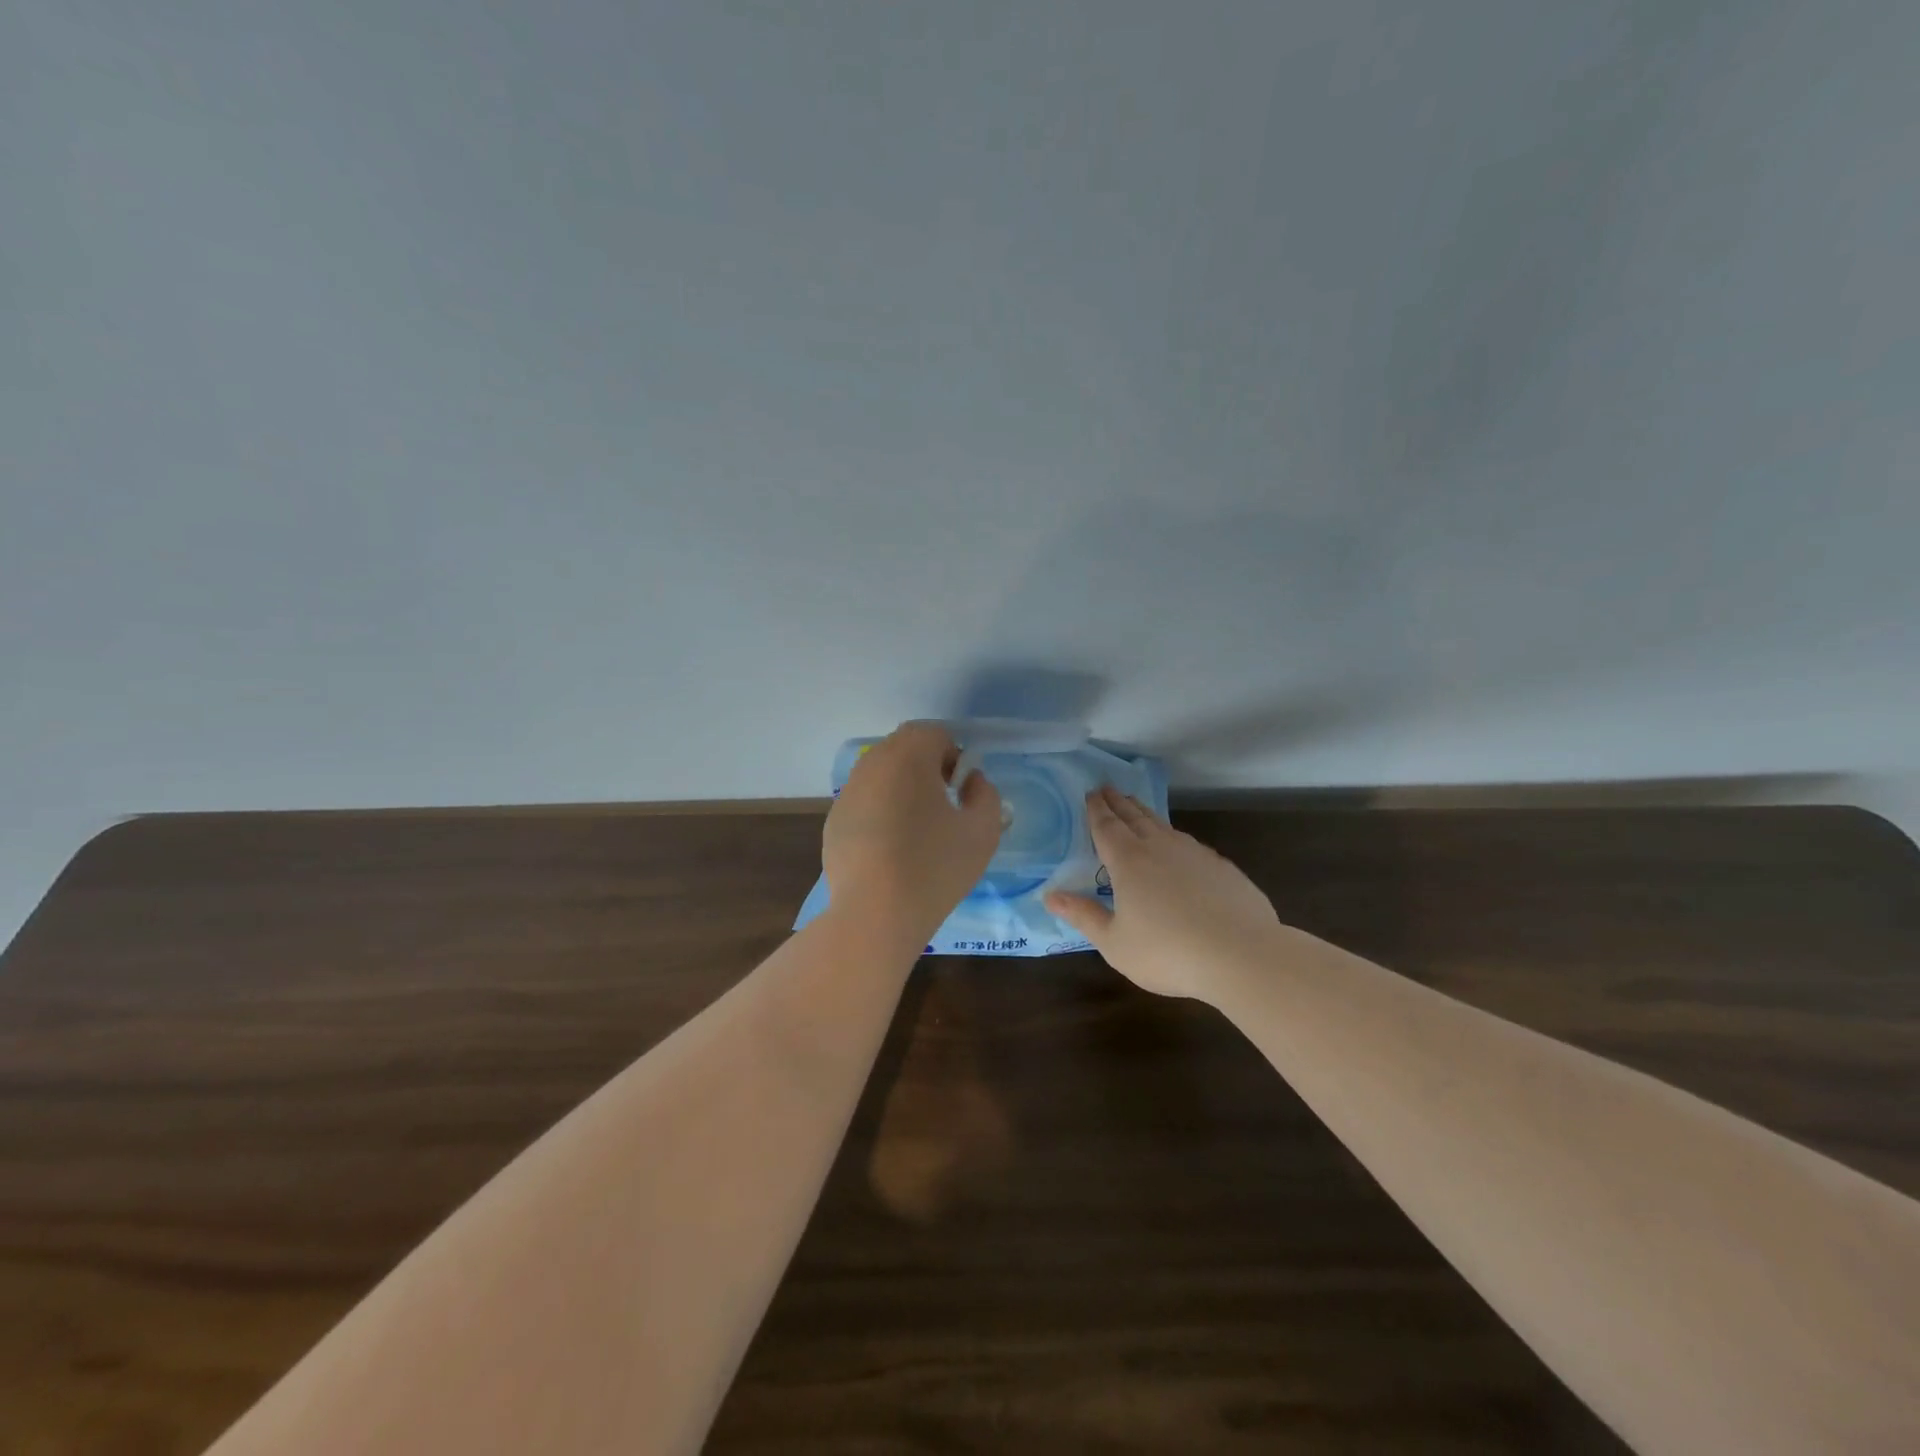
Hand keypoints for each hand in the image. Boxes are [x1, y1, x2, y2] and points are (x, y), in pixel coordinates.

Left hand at [823, 721, 1002, 947]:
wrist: (876, 914)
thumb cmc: (935, 867)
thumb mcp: (983, 830)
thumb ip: (986, 794)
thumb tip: (971, 782)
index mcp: (908, 757)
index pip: (933, 733)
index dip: (953, 756)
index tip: (960, 791)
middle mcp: (872, 765)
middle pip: (903, 748)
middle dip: (926, 767)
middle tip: (942, 806)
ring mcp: (847, 792)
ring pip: (881, 774)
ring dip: (902, 788)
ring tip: (917, 829)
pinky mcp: (834, 820)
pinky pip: (864, 801)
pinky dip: (880, 811)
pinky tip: (890, 850)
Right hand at [1045, 786, 1280, 999]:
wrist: (1241, 955)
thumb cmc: (1168, 952)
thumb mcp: (1114, 943)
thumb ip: (1083, 916)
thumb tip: (1050, 896)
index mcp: (1128, 861)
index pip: (1106, 826)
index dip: (1096, 810)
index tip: (1090, 793)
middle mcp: (1159, 848)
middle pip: (1134, 817)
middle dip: (1118, 802)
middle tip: (1107, 788)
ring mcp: (1195, 854)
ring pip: (1163, 825)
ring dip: (1145, 813)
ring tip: (1136, 808)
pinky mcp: (1222, 867)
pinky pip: (1189, 843)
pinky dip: (1174, 837)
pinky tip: (1178, 847)